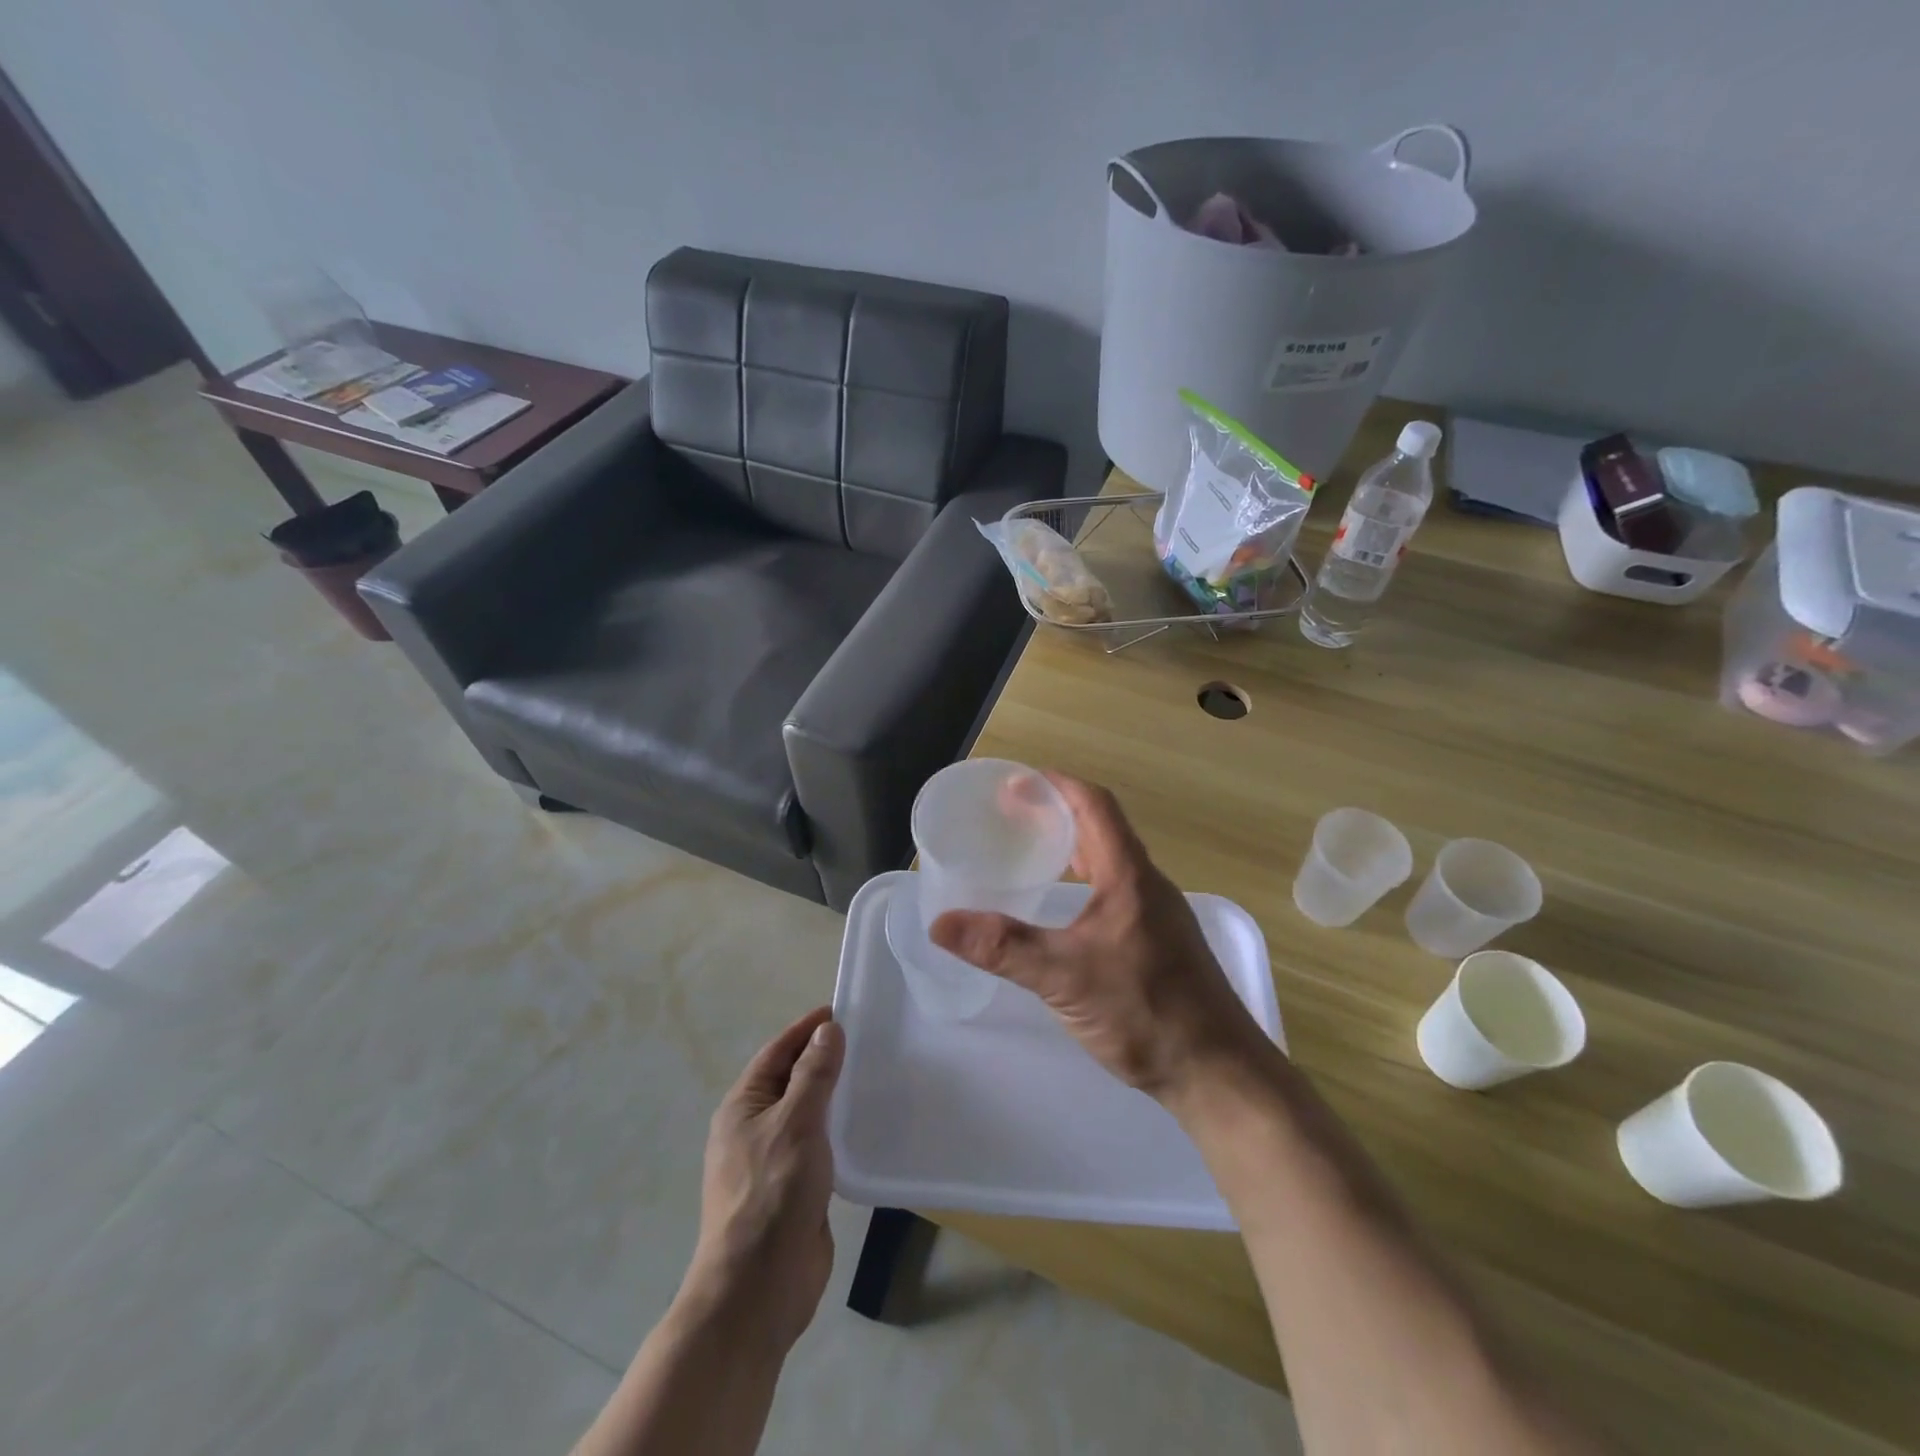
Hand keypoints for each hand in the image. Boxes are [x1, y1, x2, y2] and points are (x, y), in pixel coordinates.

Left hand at [682, 1008, 843, 1353]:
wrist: (757, 1289)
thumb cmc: (771, 1194)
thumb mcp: (796, 1124)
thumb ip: (814, 1075)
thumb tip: (827, 1030)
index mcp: (743, 1106)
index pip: (777, 1052)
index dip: (806, 1029)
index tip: (841, 1011)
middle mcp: (754, 1128)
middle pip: (792, 1080)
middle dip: (824, 1059)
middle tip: (868, 1040)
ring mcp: (774, 1160)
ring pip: (807, 1113)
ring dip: (834, 1095)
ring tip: (874, 1076)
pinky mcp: (795, 1188)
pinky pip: (819, 1144)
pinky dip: (839, 1128)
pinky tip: (866, 1125)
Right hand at [929, 774, 1269, 1099]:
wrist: (1216, 1071)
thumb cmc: (1145, 1011)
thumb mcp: (1064, 977)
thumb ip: (1003, 948)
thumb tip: (941, 923)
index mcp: (1129, 875)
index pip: (1096, 805)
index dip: (1058, 785)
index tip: (1017, 783)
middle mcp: (1147, 884)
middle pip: (1102, 827)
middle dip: (1058, 812)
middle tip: (1013, 816)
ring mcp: (1157, 912)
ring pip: (1110, 860)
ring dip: (1073, 845)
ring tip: (1031, 850)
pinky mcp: (1158, 940)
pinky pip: (1116, 888)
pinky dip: (1084, 879)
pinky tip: (1064, 907)